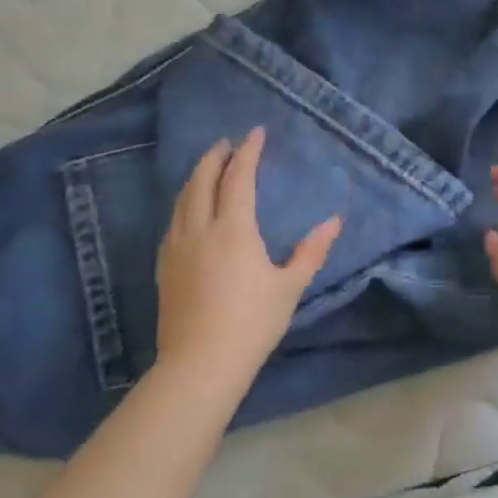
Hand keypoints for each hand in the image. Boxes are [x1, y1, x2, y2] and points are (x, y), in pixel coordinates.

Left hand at [154, 128, 341, 389]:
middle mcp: (200, 230)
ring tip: (208, 168)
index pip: (238, 178)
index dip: (247, 152)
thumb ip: (311, 251)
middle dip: (215, 157)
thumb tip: (333, 221)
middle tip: (227, 143)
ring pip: (183, 200)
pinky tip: (189, 211)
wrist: (200, 365)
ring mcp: (177, 248)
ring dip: (196, 177)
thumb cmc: (252, 323)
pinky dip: (184, 203)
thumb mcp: (290, 287)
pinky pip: (173, 222)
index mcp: (233, 230)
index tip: (256, 133)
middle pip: (202, 181)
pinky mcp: (164, 268)